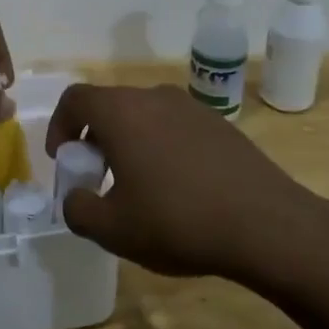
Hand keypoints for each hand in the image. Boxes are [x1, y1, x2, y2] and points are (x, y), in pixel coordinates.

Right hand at [44, 84, 328, 282]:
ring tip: (139, 186)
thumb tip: (76, 198)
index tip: (66, 160)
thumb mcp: (112, 229)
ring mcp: (192, 108)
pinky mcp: (221, 126)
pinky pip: (175, 127)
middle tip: (98, 177)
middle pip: (110, 105)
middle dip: (94, 138)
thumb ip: (78, 210)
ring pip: (144, 116)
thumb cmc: (178, 221)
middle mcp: (154, 98)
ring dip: (129, 142)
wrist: (268, 226)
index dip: (60, 126)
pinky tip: (179, 189)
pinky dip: (162, 147)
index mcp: (121, 112)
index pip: (75, 98)